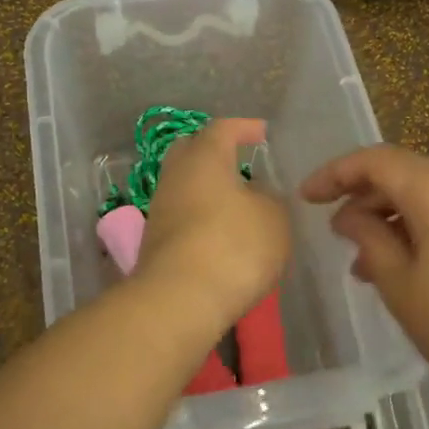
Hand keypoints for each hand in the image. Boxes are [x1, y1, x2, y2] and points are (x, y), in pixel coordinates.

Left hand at [139, 118, 290, 330]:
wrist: (179, 301)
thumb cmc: (233, 246)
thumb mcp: (274, 219)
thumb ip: (270, 199)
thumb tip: (256, 196)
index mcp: (204, 157)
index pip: (222, 128)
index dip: (244, 128)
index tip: (262, 133)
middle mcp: (175, 176)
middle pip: (191, 151)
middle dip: (215, 152)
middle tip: (241, 162)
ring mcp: (160, 210)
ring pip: (184, 186)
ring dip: (208, 189)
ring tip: (237, 204)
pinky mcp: (155, 242)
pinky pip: (181, 216)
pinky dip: (200, 218)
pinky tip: (221, 234)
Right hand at [299, 145, 428, 411]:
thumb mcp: (402, 288)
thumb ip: (369, 240)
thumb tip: (352, 216)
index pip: (376, 161)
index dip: (335, 174)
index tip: (307, 197)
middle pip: (409, 175)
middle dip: (369, 200)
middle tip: (341, 237)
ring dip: (400, 220)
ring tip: (375, 265)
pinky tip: (421, 269)